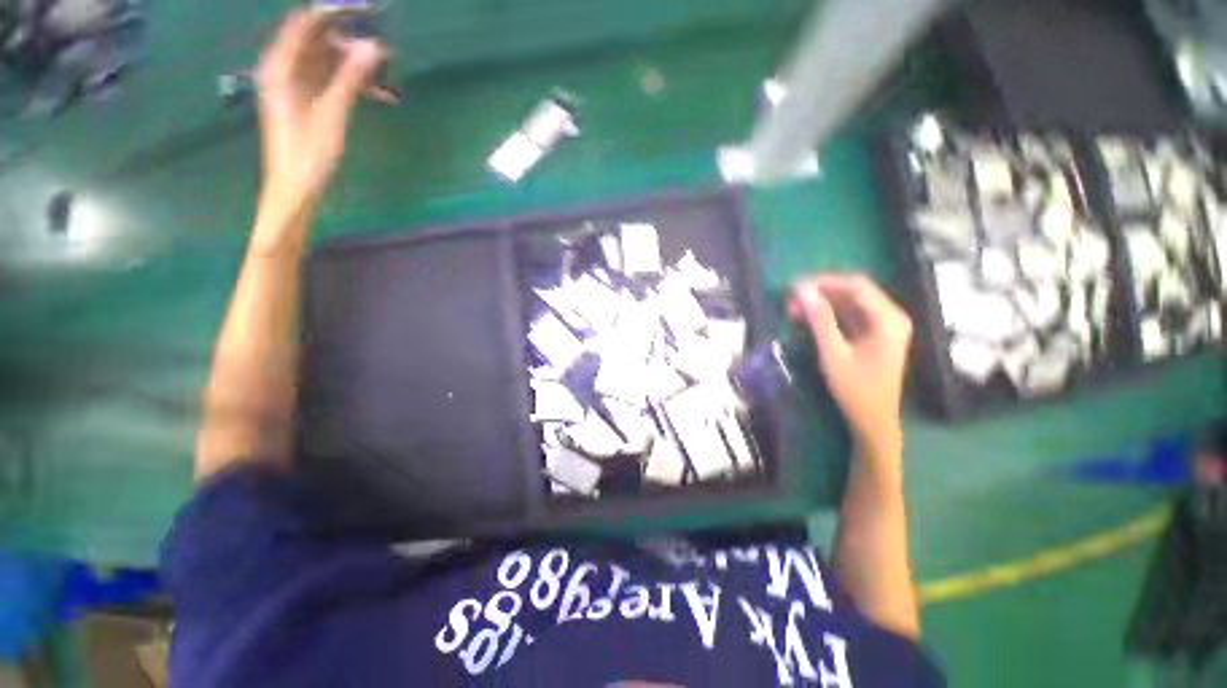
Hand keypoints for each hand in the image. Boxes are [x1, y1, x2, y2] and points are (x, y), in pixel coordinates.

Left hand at [255, 10, 384, 219]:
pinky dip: (352, 85)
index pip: (305, 24)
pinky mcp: (307, 102)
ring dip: (356, 67)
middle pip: (318, 42)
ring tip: (386, 76)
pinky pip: (331, 82)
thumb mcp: (331, 114)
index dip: (334, 14)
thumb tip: (374, 47)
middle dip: (350, 43)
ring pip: (328, 63)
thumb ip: (350, 78)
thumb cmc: (308, 153)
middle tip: (383, 53)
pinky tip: (378, 94)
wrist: (295, 188)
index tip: (367, 13)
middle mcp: (284, 70)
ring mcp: (296, 87)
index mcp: (280, 67)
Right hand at [789, 275, 911, 454]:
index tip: (796, 286)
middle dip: (820, 294)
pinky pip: (849, 318)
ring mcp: (884, 327)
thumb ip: (820, 320)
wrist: (872, 421)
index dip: (825, 282)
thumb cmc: (856, 389)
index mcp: (888, 319)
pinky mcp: (874, 337)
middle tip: (790, 300)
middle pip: (853, 293)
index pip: (856, 286)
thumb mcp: (833, 353)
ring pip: (849, 305)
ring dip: (822, 305)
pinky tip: (808, 321)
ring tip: (793, 310)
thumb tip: (802, 291)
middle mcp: (890, 317)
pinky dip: (828, 317)